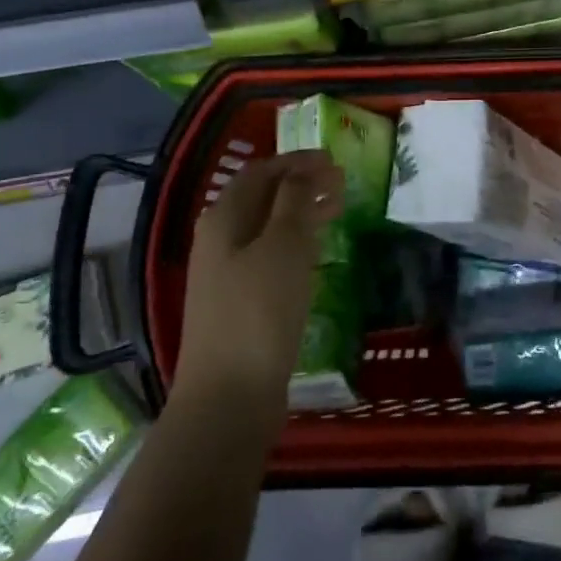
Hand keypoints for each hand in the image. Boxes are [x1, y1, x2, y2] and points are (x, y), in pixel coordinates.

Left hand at [174, 151, 343, 435]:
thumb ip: (294, 201)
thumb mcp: (283, 246)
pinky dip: (296, 246)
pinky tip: (318, 255)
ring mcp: (226, 276)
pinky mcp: (239, 306)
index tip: (334, 160)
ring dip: (301, 215)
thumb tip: (304, 171)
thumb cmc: (259, 311)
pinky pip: (270, 259)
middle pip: (262, 199)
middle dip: (301, 186)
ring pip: (268, 230)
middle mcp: (219, 240)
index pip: (261, 172)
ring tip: (338, 212)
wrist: (228, 400)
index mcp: (223, 218)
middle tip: (341, 185)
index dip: (296, 161)